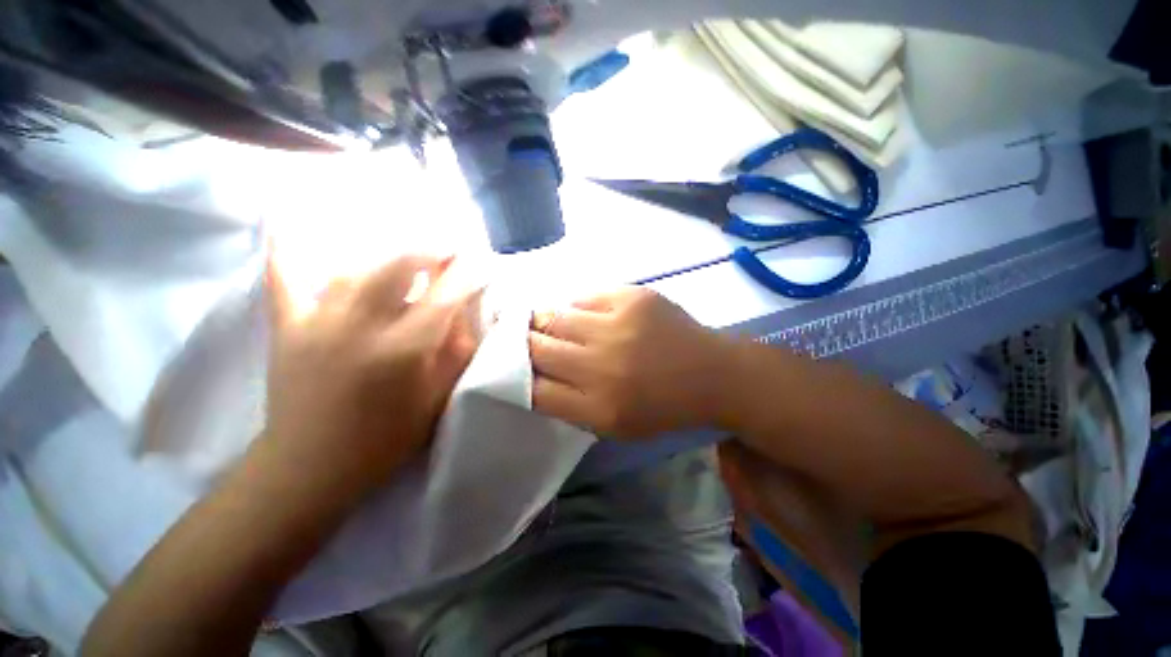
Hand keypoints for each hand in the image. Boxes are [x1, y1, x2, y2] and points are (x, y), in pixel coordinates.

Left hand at [262, 254, 481, 499]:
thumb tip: (462, 311)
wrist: (311, 467)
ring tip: (411, 253)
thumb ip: (456, 350)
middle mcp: (361, 325)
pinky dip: (286, 246)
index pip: (446, 294)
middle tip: (450, 250)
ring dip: (390, 253)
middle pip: (400, 264)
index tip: (482, 261)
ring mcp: (317, 321)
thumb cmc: (386, 438)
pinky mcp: (287, 325)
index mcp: (404, 348)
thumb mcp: (439, 397)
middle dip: (433, 249)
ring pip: (357, 266)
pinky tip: (287, 219)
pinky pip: (283, 276)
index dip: (468, 272)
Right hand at [529, 287, 730, 438]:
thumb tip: (532, 376)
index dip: (514, 377)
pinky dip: (575, 308)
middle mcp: (602, 366)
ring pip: (552, 316)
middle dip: (522, 345)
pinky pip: (582, 297)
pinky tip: (583, 315)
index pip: (533, 389)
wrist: (712, 373)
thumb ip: (570, 405)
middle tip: (520, 341)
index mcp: (599, 407)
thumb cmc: (663, 407)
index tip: (508, 369)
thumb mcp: (614, 426)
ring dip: (542, 321)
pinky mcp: (630, 297)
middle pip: (535, 348)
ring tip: (546, 324)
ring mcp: (617, 325)